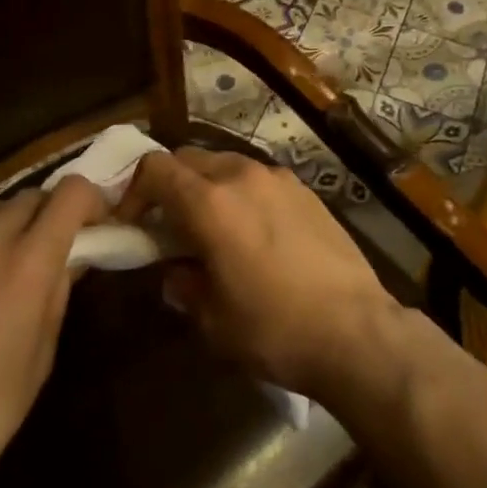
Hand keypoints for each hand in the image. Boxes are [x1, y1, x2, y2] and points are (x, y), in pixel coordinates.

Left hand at [0, 176, 105, 487]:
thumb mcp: (40, 356)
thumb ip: (57, 293)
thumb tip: (70, 258)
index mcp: (25, 264)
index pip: (71, 193)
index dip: (91, 200)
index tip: (95, 224)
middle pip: (29, 197)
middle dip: (49, 214)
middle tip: (51, 247)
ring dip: (5, 226)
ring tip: (2, 263)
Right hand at [119, 148, 400, 397]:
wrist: (355, 329)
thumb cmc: (274, 328)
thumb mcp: (213, 321)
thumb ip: (185, 285)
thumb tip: (177, 271)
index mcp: (211, 203)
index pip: (156, 169)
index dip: (133, 191)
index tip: (131, 223)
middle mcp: (243, 176)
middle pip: (190, 158)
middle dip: (170, 185)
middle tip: (168, 226)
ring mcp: (279, 178)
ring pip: (227, 164)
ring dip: (208, 187)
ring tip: (212, 229)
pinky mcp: (306, 190)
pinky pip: (259, 179)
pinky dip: (242, 193)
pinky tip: (253, 232)